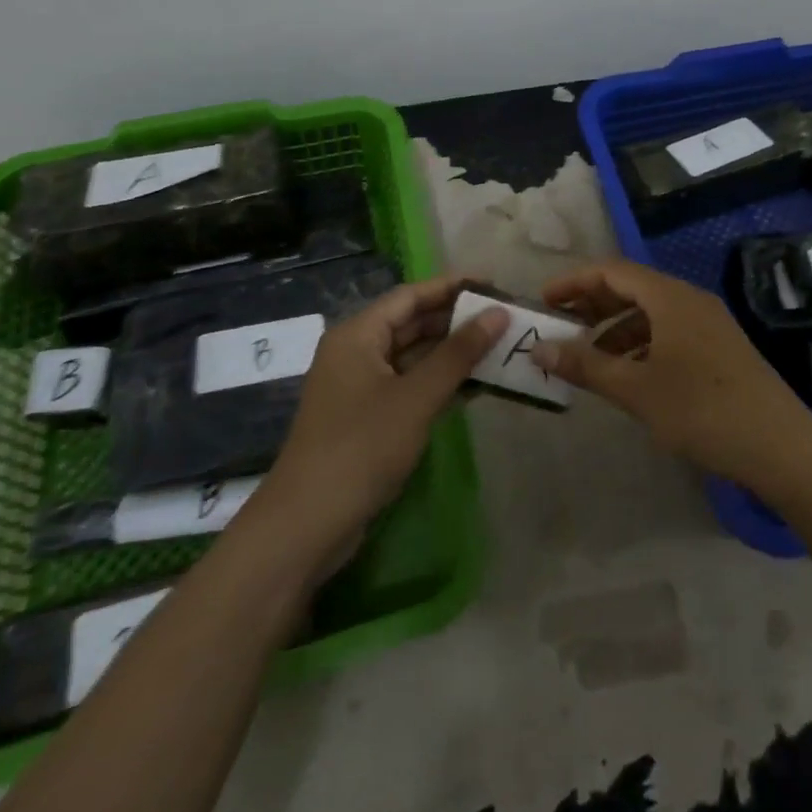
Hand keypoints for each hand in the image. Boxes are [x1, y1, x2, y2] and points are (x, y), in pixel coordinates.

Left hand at [253, 276, 506, 572]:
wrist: (307, 527)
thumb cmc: (361, 448)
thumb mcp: (416, 397)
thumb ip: (459, 353)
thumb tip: (499, 313)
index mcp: (358, 335)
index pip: (411, 295)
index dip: (452, 286)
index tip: (494, 284)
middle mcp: (358, 352)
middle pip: (413, 323)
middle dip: (458, 320)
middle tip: (505, 318)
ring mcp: (363, 387)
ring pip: (415, 356)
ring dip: (454, 353)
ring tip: (501, 347)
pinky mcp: (370, 418)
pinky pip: (412, 385)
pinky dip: (442, 382)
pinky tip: (479, 385)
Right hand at [531, 259, 811, 491]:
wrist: (780, 447)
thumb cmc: (702, 410)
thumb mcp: (636, 390)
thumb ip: (586, 366)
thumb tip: (538, 349)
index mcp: (670, 297)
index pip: (613, 271)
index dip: (575, 282)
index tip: (545, 300)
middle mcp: (690, 300)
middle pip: (633, 288)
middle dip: (594, 304)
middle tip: (561, 327)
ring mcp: (709, 323)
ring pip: (652, 312)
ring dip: (616, 328)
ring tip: (589, 357)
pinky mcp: (720, 348)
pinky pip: (669, 331)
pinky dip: (641, 344)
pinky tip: (629, 374)